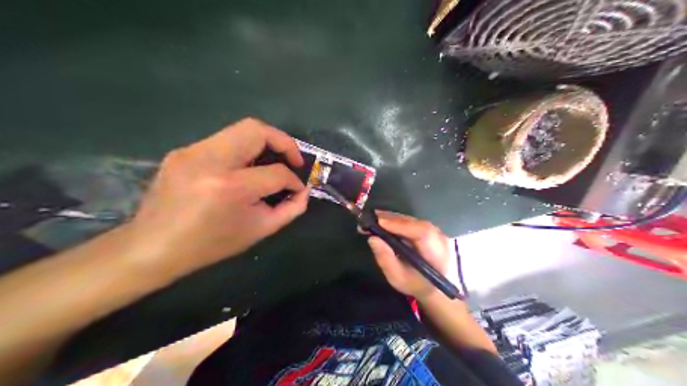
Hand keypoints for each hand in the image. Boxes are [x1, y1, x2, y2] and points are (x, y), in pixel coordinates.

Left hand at [125, 116, 309, 274]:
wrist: (153, 247)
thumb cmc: (210, 245)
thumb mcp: (258, 231)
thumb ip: (289, 210)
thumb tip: (303, 191)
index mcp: (230, 187)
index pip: (276, 173)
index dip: (294, 180)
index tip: (298, 188)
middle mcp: (210, 160)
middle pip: (257, 130)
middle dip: (283, 141)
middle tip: (292, 159)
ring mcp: (192, 151)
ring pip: (239, 130)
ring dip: (262, 143)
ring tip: (270, 162)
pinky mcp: (182, 151)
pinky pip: (222, 141)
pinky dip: (241, 151)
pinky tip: (241, 170)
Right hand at [368, 212, 455, 300]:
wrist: (437, 289)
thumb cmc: (416, 285)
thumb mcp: (398, 278)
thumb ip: (386, 259)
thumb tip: (373, 239)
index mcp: (437, 256)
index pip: (423, 234)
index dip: (401, 226)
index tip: (379, 222)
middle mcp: (442, 241)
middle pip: (417, 224)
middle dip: (394, 220)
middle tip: (372, 216)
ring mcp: (439, 234)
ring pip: (416, 221)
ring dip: (396, 219)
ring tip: (376, 217)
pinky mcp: (434, 231)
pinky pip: (416, 223)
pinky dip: (400, 221)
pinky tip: (387, 220)